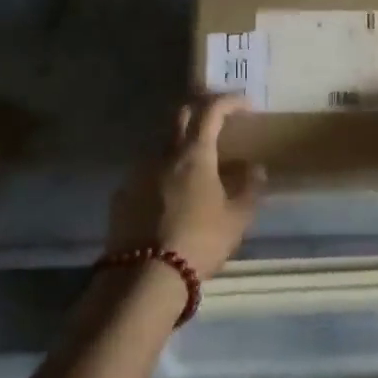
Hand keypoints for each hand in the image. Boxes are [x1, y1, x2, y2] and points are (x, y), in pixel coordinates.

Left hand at [104, 93, 265, 279]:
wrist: (145, 276)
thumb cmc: (200, 242)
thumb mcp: (237, 219)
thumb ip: (249, 189)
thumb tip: (256, 168)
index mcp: (194, 154)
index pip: (210, 110)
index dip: (229, 101)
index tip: (245, 104)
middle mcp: (162, 154)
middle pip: (180, 116)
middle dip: (201, 110)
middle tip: (219, 121)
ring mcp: (137, 173)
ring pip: (161, 143)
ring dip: (180, 142)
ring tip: (197, 162)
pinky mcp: (122, 195)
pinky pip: (146, 171)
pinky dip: (162, 171)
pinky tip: (171, 193)